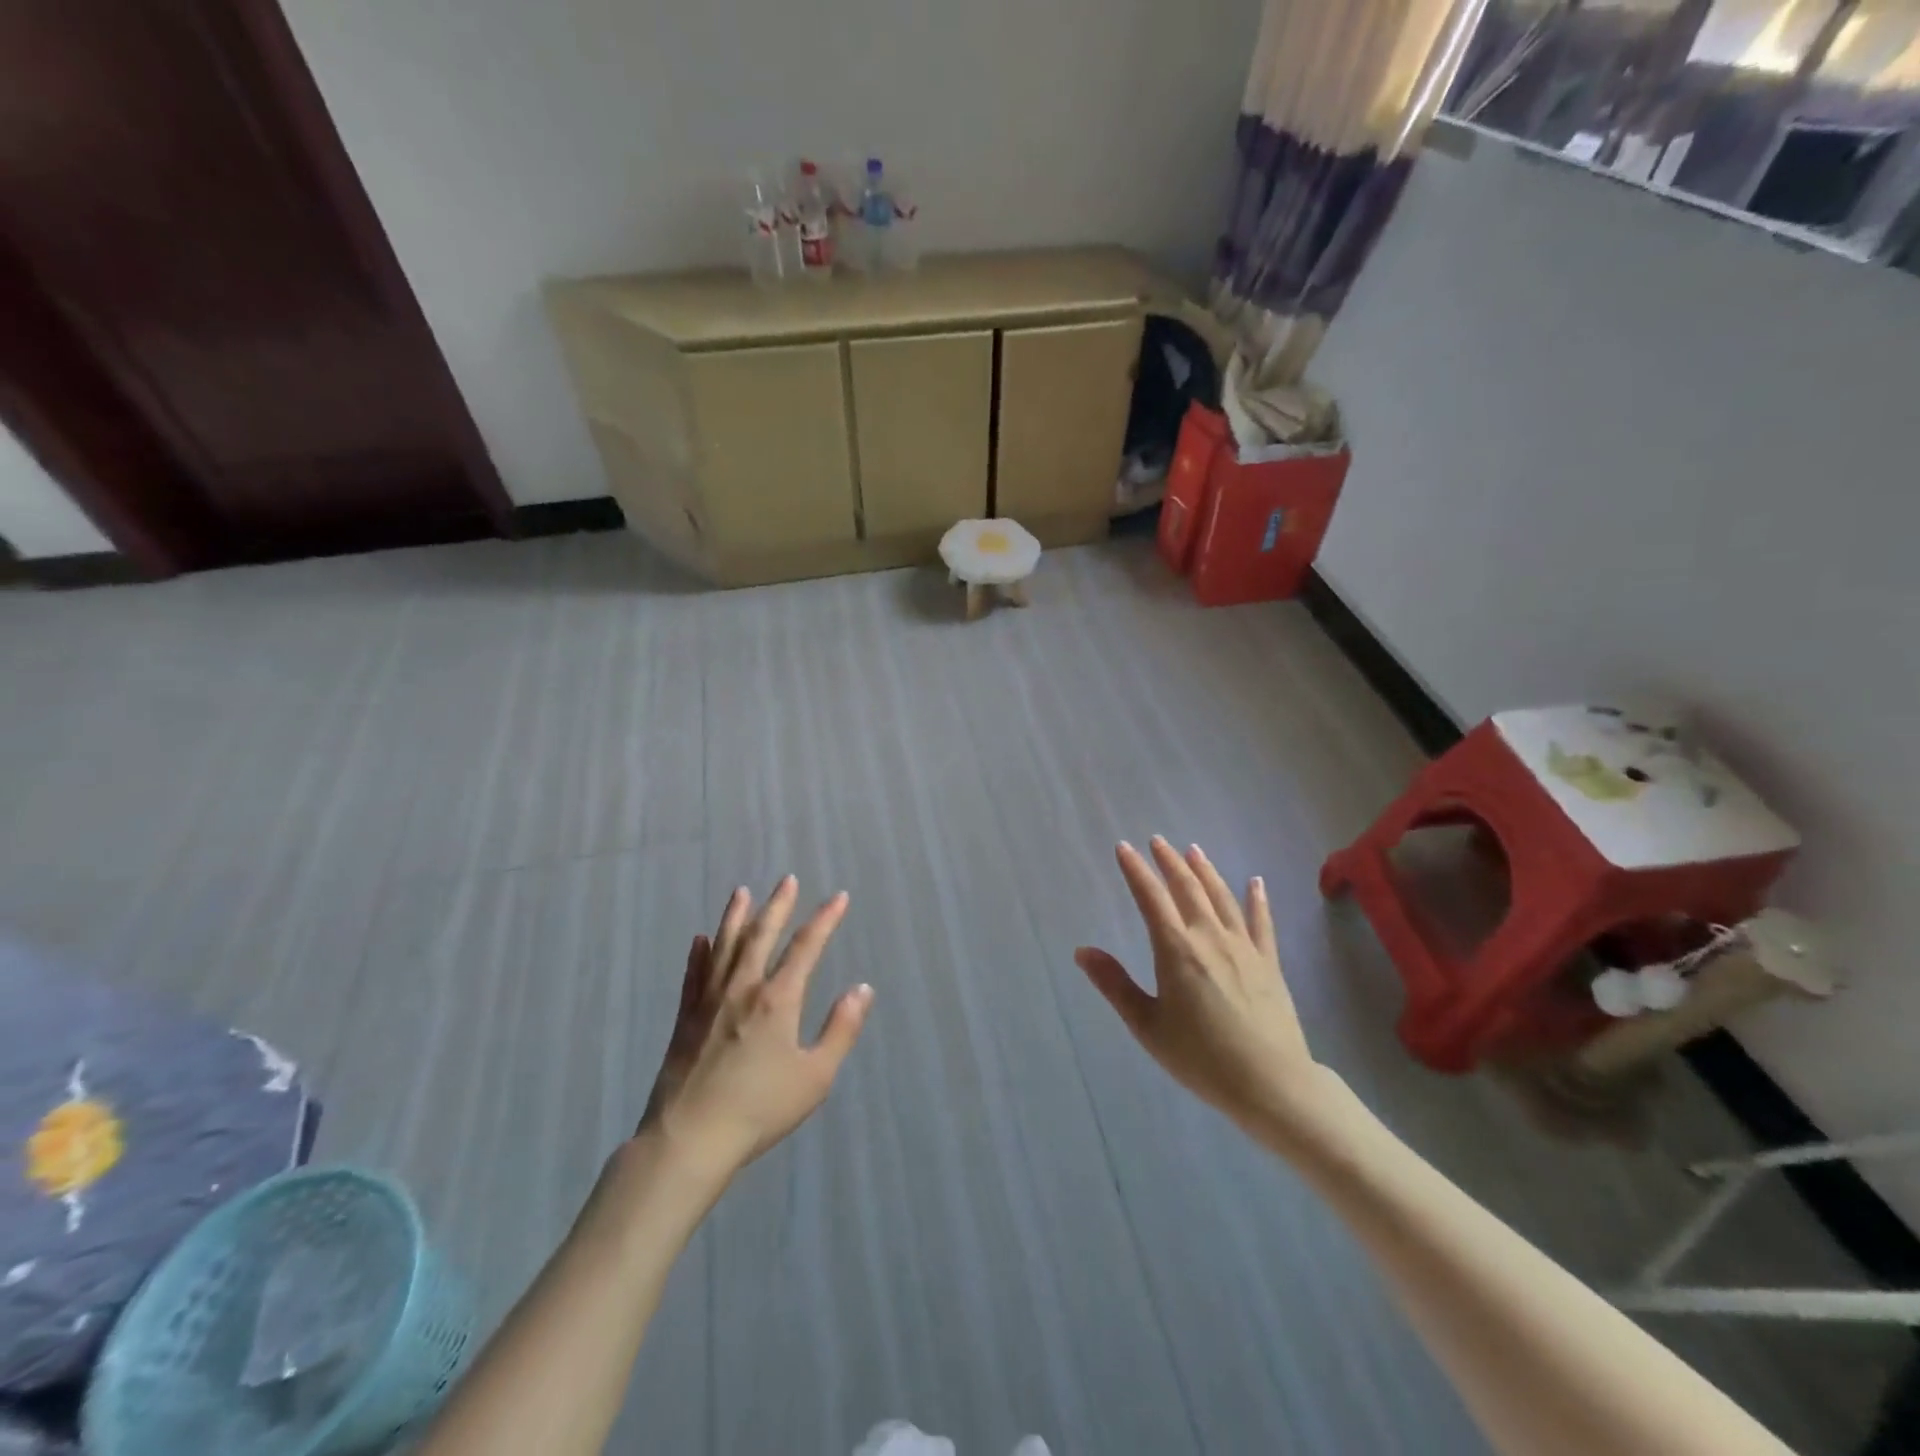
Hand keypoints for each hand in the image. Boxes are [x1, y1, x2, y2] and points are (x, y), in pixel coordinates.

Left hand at [638, 876, 872, 1178]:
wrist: (690, 1139)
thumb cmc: (760, 1109)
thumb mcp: (815, 1076)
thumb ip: (841, 1029)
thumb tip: (862, 988)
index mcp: (778, 999)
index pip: (806, 946)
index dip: (825, 919)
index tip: (839, 897)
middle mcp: (743, 988)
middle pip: (762, 934)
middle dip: (778, 905)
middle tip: (787, 880)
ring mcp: (709, 1000)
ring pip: (725, 946)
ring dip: (736, 916)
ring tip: (742, 892)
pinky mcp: (685, 1019)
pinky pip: (694, 975)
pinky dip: (699, 954)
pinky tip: (700, 940)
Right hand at [1076, 838, 1322, 1137]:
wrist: (1271, 1084)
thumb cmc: (1201, 1058)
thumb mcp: (1147, 1026)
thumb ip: (1115, 985)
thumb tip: (1083, 951)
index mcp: (1176, 950)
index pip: (1151, 898)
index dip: (1136, 870)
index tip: (1124, 848)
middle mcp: (1209, 937)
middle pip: (1187, 888)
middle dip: (1169, 862)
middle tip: (1158, 841)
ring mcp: (1243, 947)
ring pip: (1221, 897)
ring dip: (1205, 871)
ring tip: (1194, 850)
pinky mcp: (1269, 962)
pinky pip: (1261, 922)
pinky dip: (1257, 899)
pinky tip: (1255, 882)